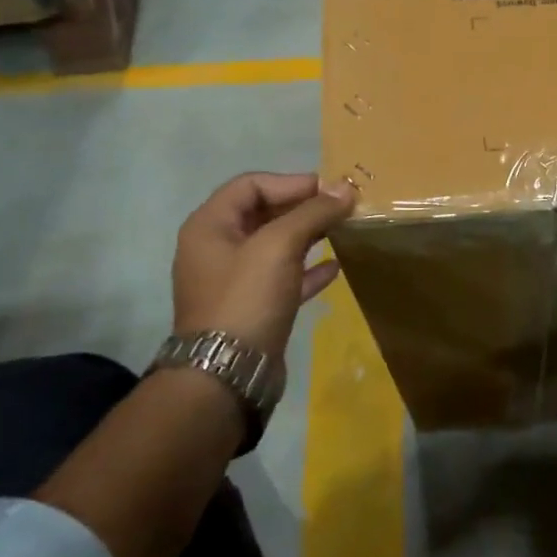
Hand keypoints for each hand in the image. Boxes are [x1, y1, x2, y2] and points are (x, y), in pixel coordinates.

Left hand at [172, 173, 355, 357]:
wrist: (228, 374)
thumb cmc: (247, 298)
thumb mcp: (280, 246)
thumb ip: (313, 212)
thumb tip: (346, 188)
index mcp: (210, 226)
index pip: (251, 185)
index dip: (291, 182)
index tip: (330, 189)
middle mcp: (217, 249)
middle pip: (264, 214)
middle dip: (303, 207)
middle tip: (342, 207)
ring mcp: (234, 281)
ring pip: (276, 246)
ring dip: (309, 236)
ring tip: (343, 231)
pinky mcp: (253, 308)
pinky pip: (283, 278)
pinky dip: (307, 269)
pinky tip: (335, 268)